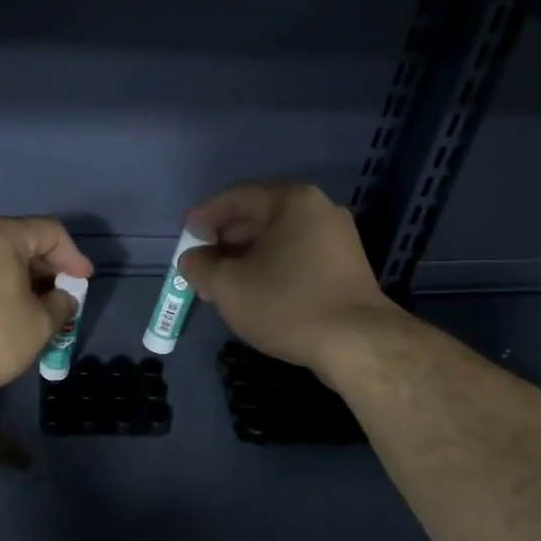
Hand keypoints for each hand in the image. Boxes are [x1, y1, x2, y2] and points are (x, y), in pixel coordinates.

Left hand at [0, 217, 93, 397]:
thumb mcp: (39, 324)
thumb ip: (61, 304)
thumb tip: (63, 297)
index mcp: (1, 234)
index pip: (51, 232)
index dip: (74, 256)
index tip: (83, 283)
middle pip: (21, 240)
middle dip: (47, 268)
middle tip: (61, 295)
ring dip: (20, 277)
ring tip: (34, 305)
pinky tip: (2, 309)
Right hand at [179, 182, 402, 373]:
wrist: (355, 343)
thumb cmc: (286, 303)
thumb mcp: (228, 285)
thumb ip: (200, 266)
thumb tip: (191, 259)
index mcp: (293, 201)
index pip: (237, 197)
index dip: (204, 216)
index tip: (185, 236)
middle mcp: (319, 210)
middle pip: (259, 217)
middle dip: (224, 241)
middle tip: (200, 264)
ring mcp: (337, 239)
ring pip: (278, 240)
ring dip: (245, 258)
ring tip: (220, 284)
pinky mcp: (345, 268)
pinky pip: (296, 257)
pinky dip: (269, 269)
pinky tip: (253, 294)